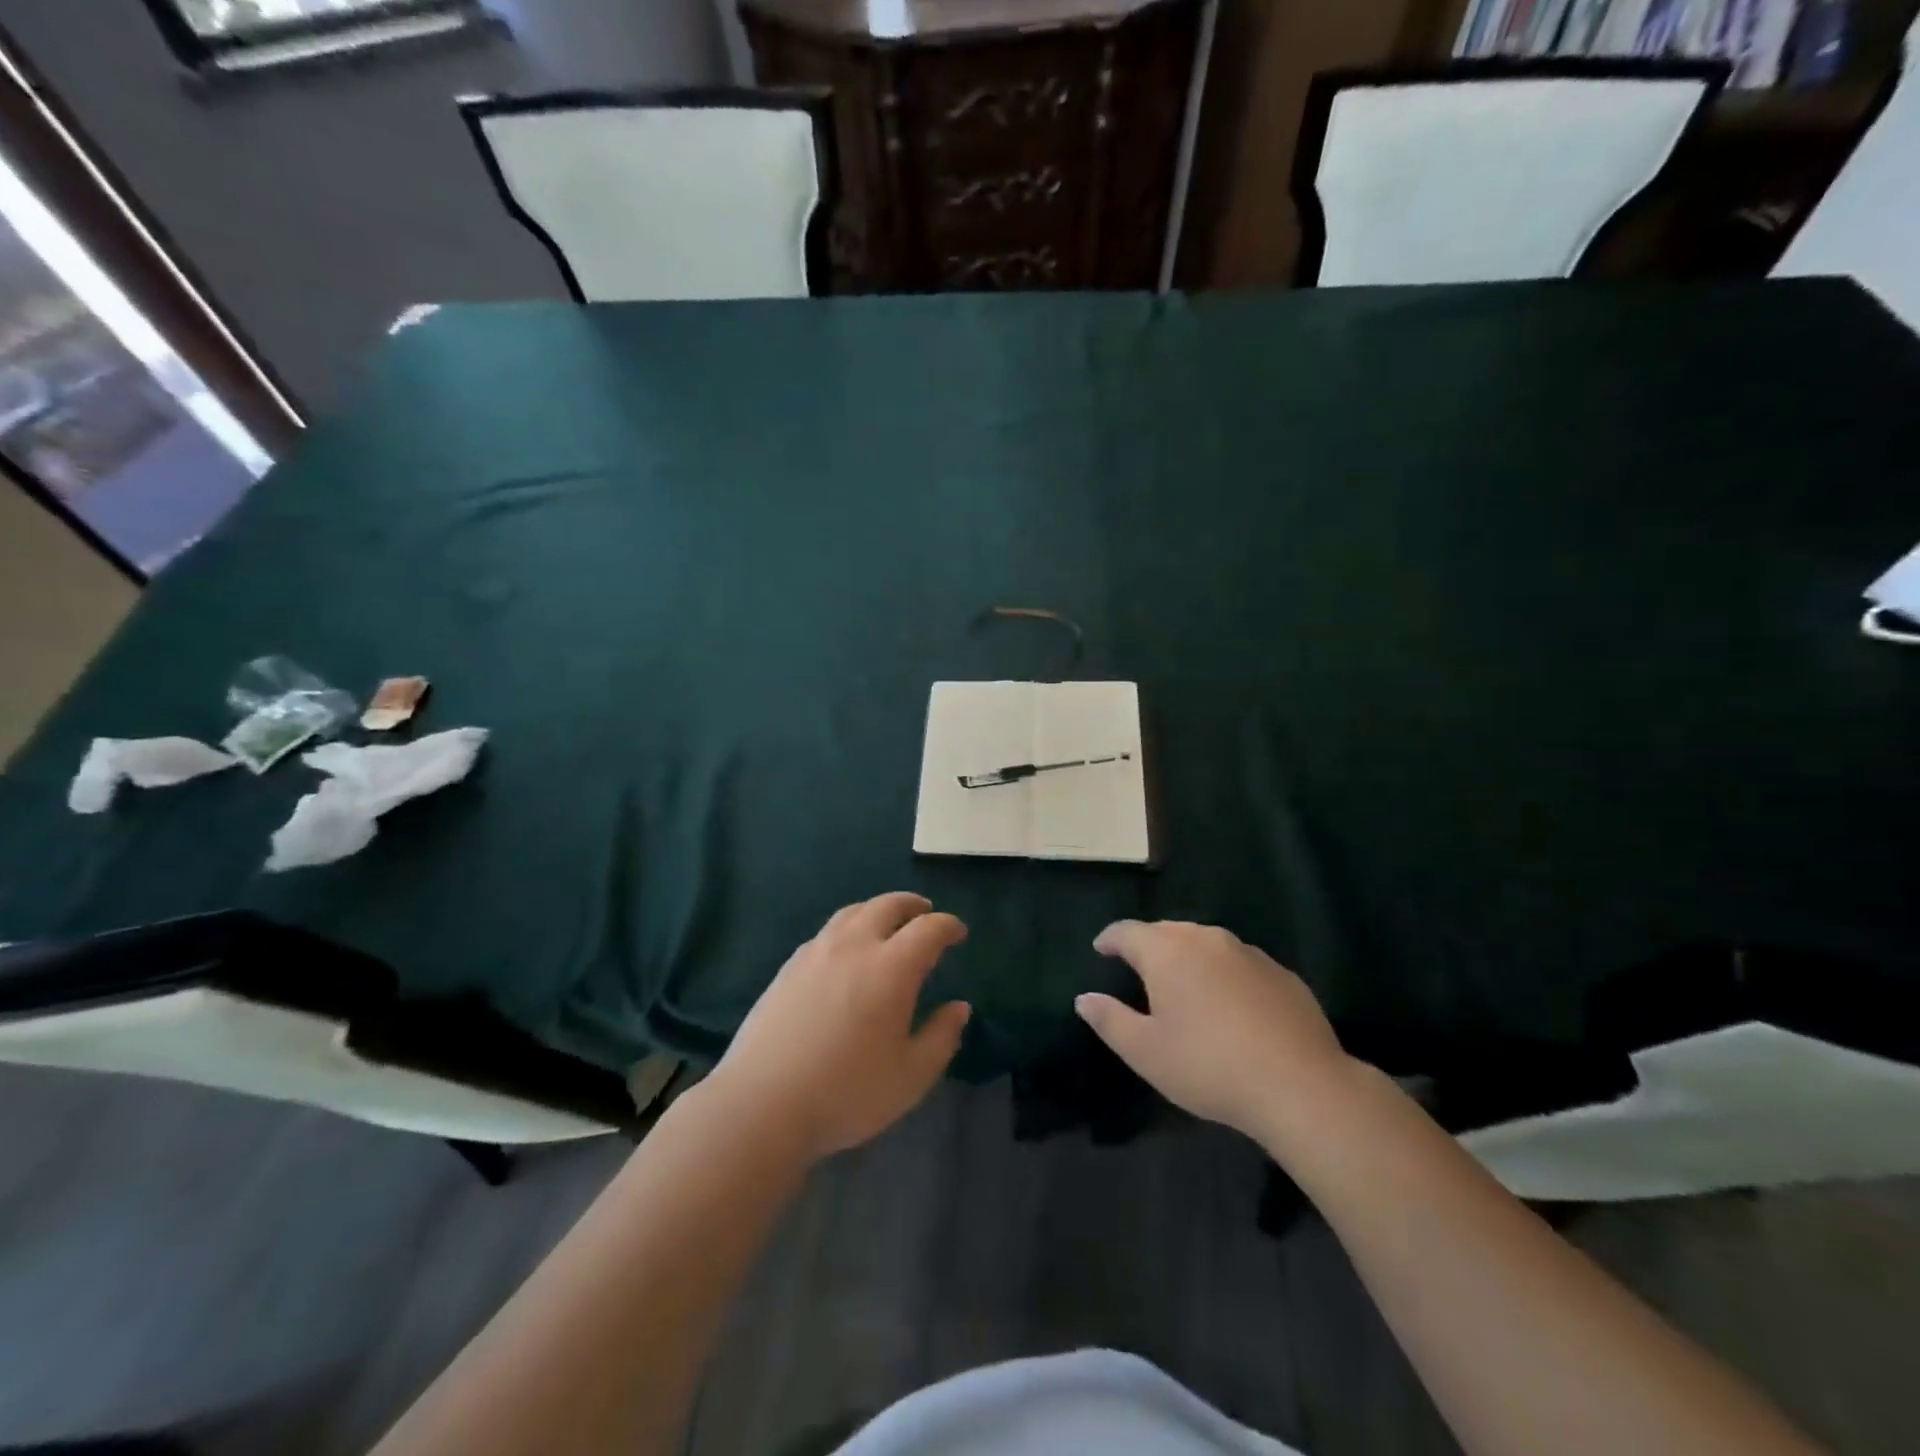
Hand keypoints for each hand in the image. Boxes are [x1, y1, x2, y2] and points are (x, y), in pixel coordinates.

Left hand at [706, 893, 970, 1163]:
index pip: (929, 929)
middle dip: (912, 905)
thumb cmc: (847, 1093)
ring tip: (887, 922)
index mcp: (891, 968)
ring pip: (853, 912)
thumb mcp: (911, 1076)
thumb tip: (959, 1007)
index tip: (958, 933)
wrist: (762, 1104)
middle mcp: (855, 947)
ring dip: (877, 909)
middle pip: (887, 906)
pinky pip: (827, 932)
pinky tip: (845, 950)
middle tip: (925, 913)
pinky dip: (848, 928)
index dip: (948, 926)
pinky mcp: (789, 967)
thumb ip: (941, 1037)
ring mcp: (816, 953)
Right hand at [1075, 920, 1352, 1143]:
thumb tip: (1084, 999)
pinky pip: (1239, 963)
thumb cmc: (1209, 1066)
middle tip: (1138, 970)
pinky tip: (1229, 1005)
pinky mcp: (1281, 973)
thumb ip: (1110, 1020)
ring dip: (1188, 958)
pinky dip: (1223, 974)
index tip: (1100, 949)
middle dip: (1148, 945)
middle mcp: (1206, 939)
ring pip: (1205, 944)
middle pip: (1167, 931)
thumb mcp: (1146, 1052)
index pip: (1127, 932)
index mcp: (1167, 952)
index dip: (1110, 939)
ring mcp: (1248, 953)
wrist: (1300, 1085)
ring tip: (1183, 985)